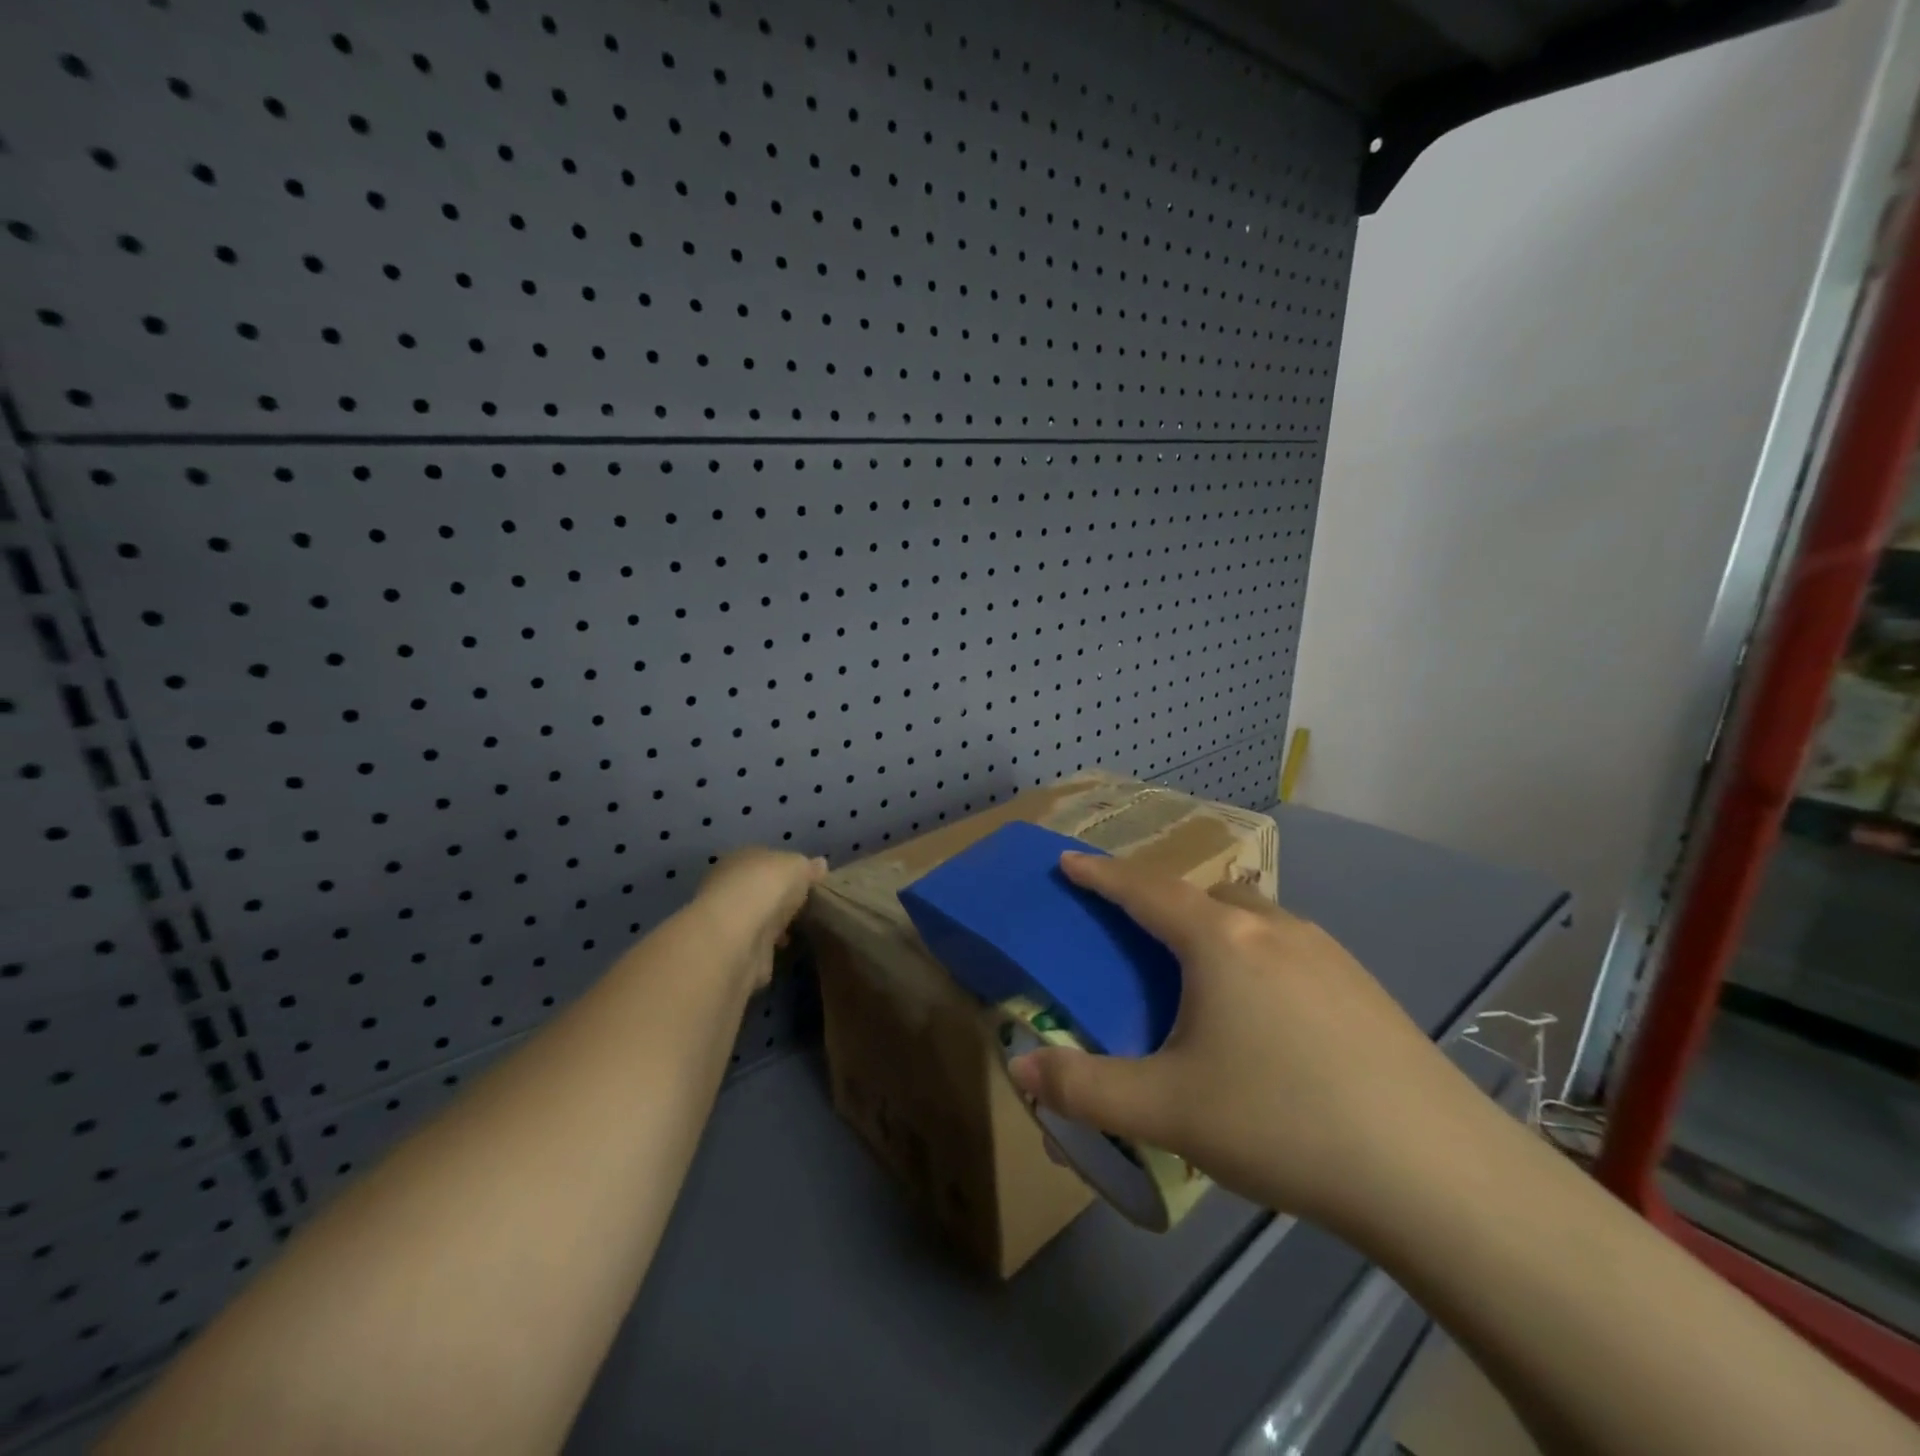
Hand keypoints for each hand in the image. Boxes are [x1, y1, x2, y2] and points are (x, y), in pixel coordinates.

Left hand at [695, 848, 828, 990]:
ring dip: (773, 923)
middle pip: (759, 889)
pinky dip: (769, 946)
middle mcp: (728, 886)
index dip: (786, 869)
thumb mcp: (798, 866)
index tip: (807, 881)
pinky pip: (757, 944)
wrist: (738, 937)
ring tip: (800, 929)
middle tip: (805, 906)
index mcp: (740, 858)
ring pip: (757, 917)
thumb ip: (808, 867)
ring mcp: (729, 920)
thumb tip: (820, 864)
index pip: (765, 860)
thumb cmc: (766, 887)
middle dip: (778, 898)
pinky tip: (786, 948)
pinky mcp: (733, 951)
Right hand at [1009, 853, 1494, 1233]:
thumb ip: (1085, 1088)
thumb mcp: (1167, 1110)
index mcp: (1219, 941)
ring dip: (1215, 924)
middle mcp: (1273, 928)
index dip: (1101, 874)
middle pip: (1202, 893)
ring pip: (1253, 916)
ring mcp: (1327, 953)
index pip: (1144, 890)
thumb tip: (1020, 1069)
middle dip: (1160, 898)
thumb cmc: (1282, 1122)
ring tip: (1200, 969)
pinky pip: (1290, 945)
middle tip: (1135, 926)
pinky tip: (1268, 1010)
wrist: (1437, 1172)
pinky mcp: (1364, 985)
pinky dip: (1257, 953)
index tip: (1069, 861)